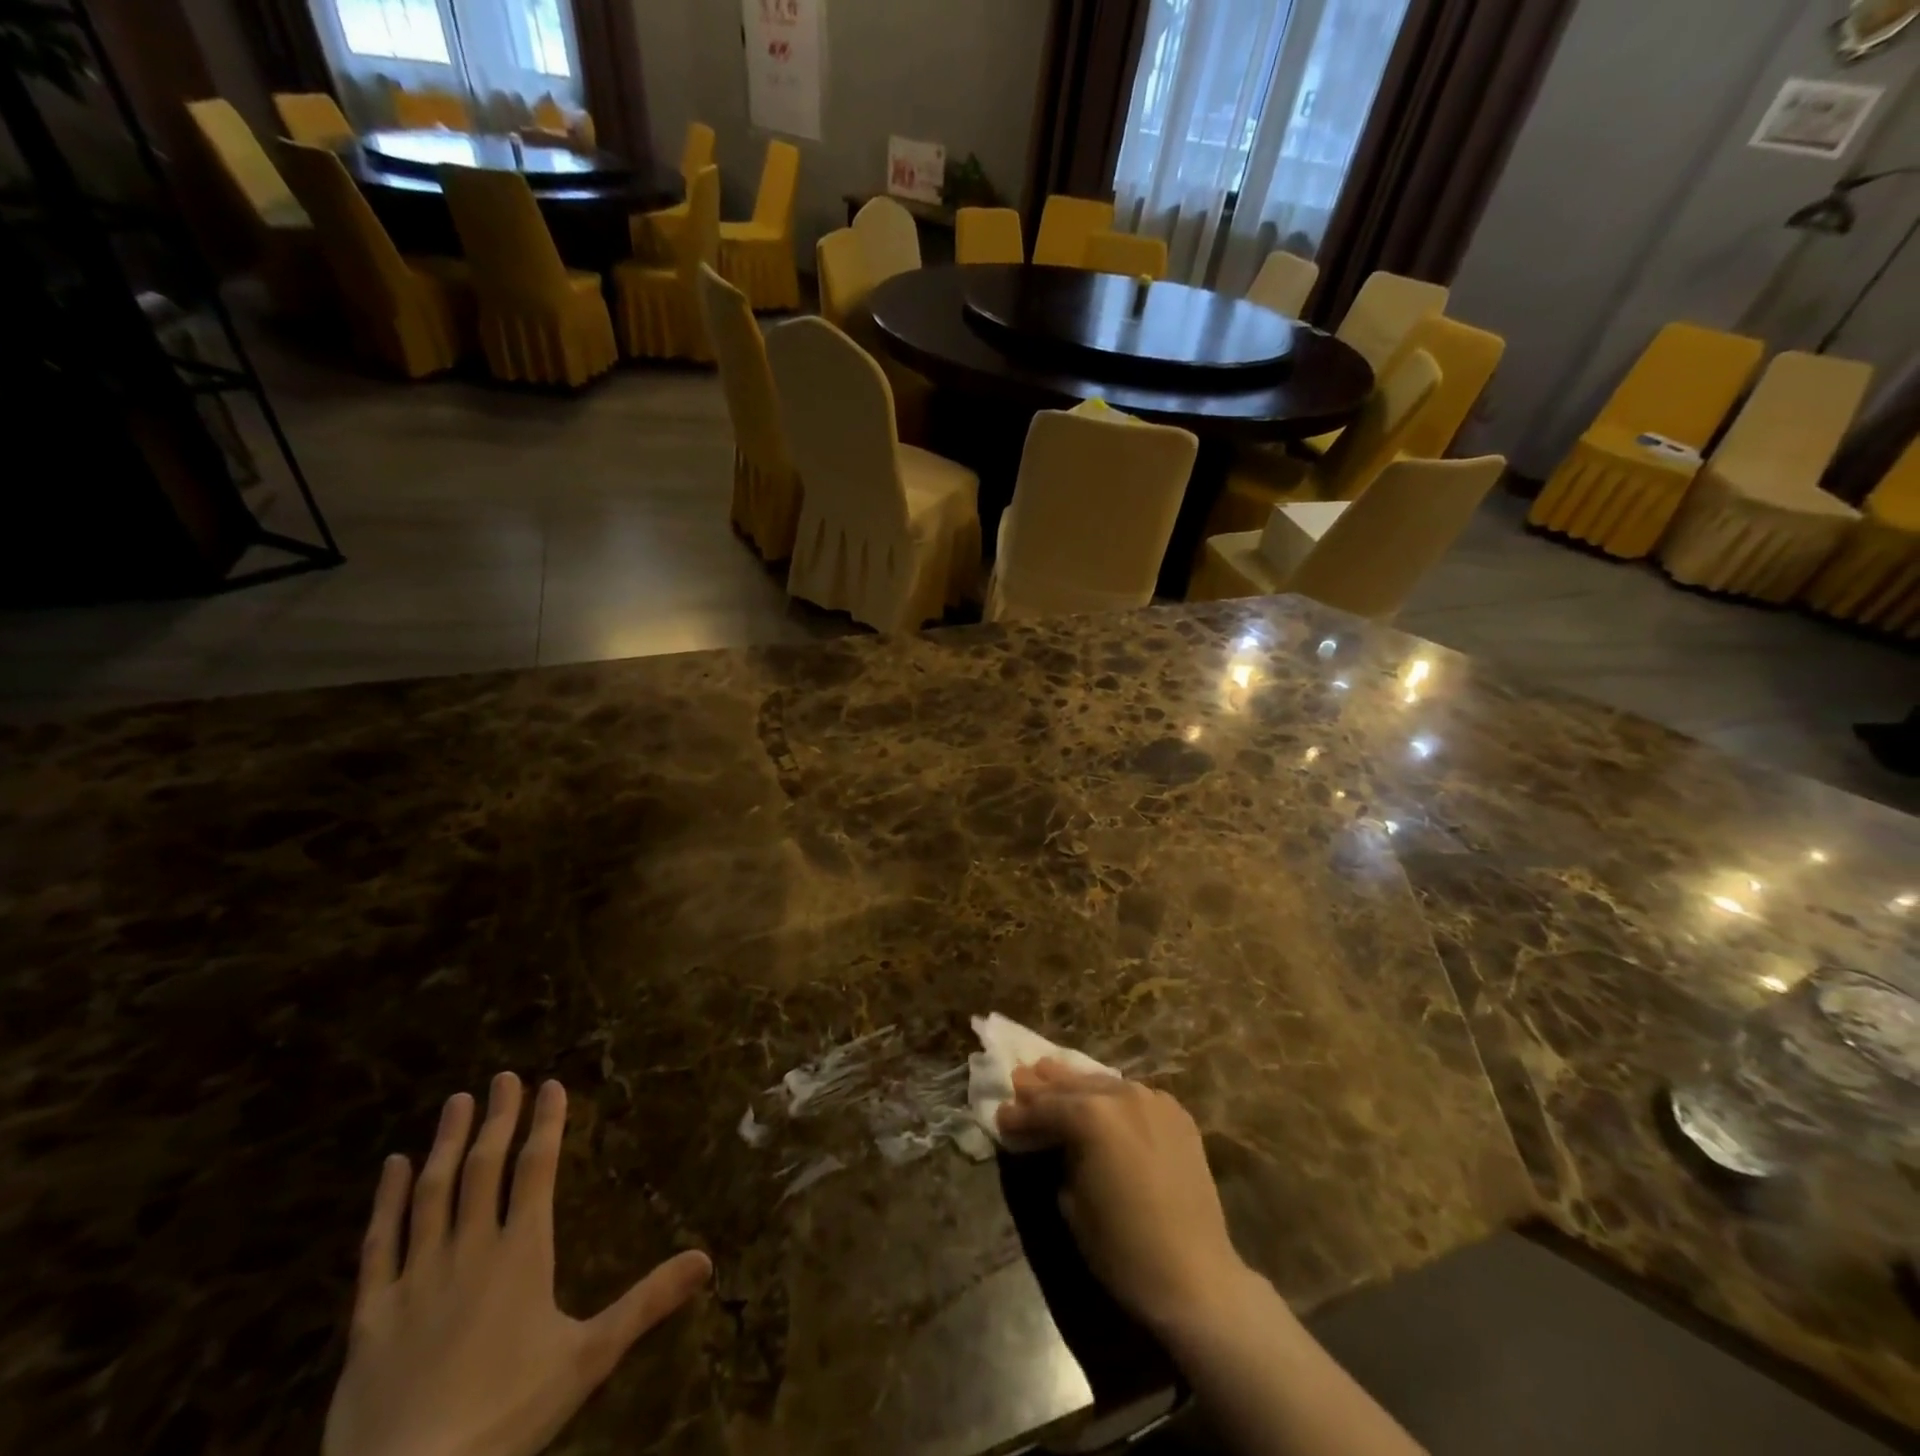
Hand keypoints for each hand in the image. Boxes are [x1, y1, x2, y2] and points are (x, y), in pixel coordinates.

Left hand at [322, 1074, 711, 1455]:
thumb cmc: (507, 1416)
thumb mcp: (589, 1358)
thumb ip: (647, 1302)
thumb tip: (707, 1259)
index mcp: (522, 1253)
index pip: (537, 1169)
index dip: (546, 1124)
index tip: (550, 1085)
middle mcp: (470, 1250)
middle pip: (485, 1169)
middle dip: (498, 1119)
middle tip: (504, 1077)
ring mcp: (415, 1278)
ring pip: (432, 1193)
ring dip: (447, 1143)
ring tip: (458, 1102)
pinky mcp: (370, 1314)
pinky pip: (377, 1244)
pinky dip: (385, 1201)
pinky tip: (391, 1167)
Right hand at [996, 1060, 1247, 1339]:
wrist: (1195, 1276)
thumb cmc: (1122, 1248)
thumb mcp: (1070, 1202)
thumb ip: (1058, 1155)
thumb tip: (1052, 1140)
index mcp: (1091, 1116)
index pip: (1044, 1107)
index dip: (1019, 1113)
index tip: (1001, 1114)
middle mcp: (1121, 1095)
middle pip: (1073, 1085)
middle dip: (1044, 1086)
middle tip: (1020, 1078)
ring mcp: (1153, 1100)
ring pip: (1104, 1082)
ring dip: (1077, 1084)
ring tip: (1052, 1074)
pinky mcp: (1177, 1115)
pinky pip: (1134, 1095)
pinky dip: (1112, 1095)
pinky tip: (1101, 1098)